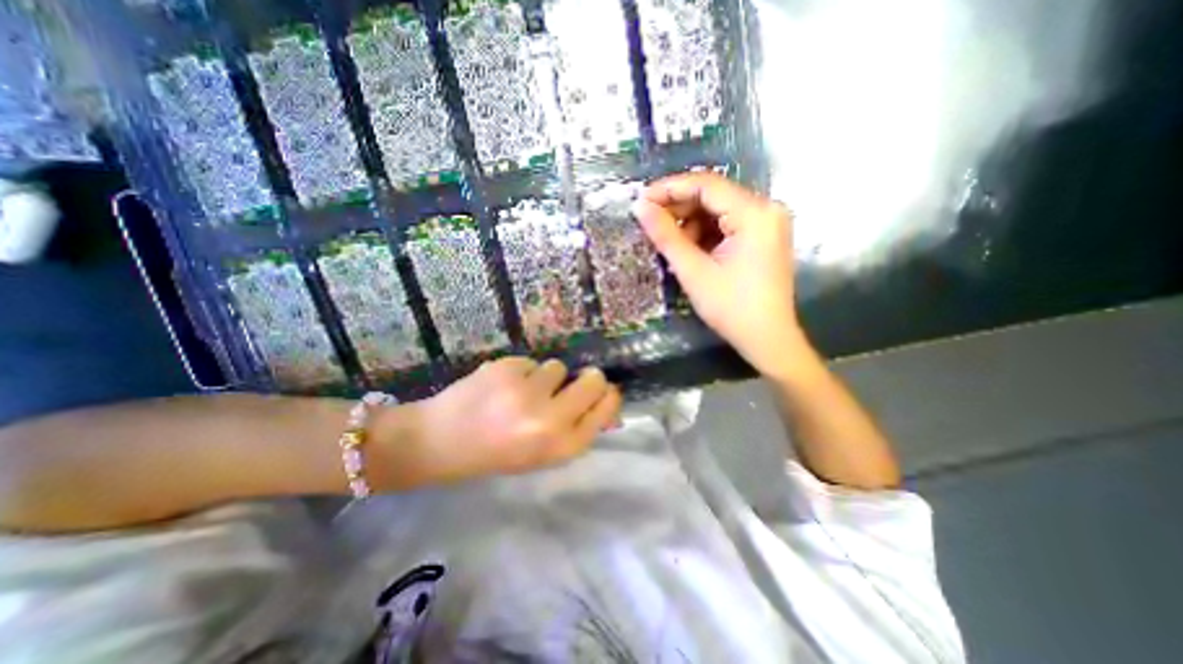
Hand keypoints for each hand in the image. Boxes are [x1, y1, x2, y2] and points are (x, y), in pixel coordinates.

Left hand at [381, 359, 621, 487]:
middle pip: (593, 380)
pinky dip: (520, 372)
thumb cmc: (496, 453)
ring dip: (545, 377)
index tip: (604, 389)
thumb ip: (576, 428)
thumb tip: (604, 401)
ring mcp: (526, 392)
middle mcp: (550, 419)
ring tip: (520, 392)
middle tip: (570, 382)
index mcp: (561, 446)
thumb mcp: (542, 453)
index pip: (606, 409)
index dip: (607, 396)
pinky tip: (500, 387)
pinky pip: (530, 362)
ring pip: (557, 367)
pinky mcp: (506, 369)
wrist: (438, 442)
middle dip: (587, 378)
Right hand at [633, 172, 809, 377]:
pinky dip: (705, 233)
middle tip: (650, 223)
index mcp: (755, 213)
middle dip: (679, 208)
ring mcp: (768, 223)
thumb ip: (666, 236)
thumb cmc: (731, 308)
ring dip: (691, 223)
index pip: (707, 185)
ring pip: (719, 210)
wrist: (767, 339)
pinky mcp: (764, 237)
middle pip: (714, 195)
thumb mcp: (694, 271)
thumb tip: (639, 207)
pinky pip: (728, 224)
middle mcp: (767, 209)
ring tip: (670, 244)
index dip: (670, 189)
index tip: (641, 200)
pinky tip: (690, 251)